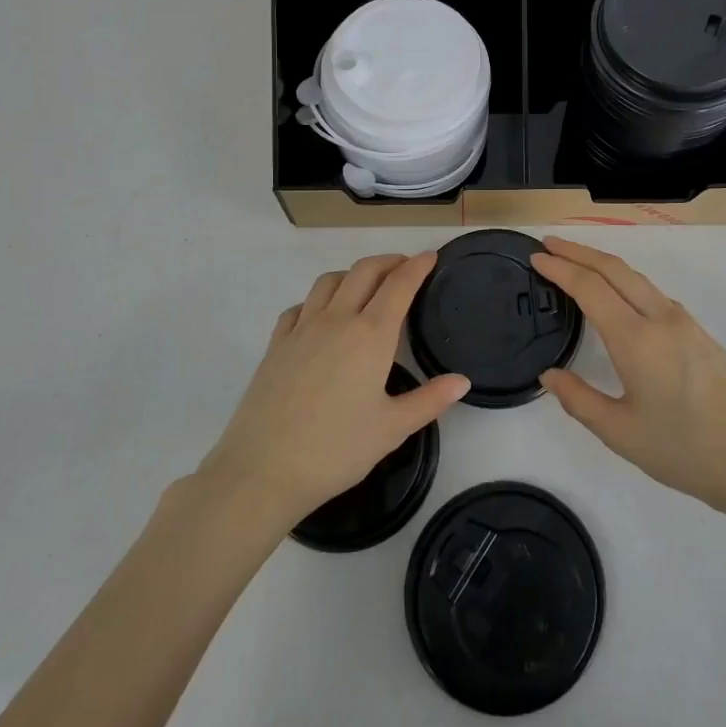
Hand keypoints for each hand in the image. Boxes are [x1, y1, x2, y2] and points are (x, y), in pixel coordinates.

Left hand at [199, 253, 469, 527]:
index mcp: (370, 335)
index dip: (417, 266)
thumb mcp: (392, 429)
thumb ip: (430, 400)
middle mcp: (337, 320)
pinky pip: (299, 306)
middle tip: (405, 266)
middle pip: (364, 271)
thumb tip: (463, 381)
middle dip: (388, 261)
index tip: (430, 256)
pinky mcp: (276, 344)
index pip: (399, 285)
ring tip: (365, 285)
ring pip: (329, 281)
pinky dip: (317, 300)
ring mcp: (301, 329)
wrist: (262, 470)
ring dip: (353, 274)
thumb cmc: (336, 450)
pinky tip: (320, 316)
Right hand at [533, 238, 725, 519]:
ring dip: (604, 264)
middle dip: (580, 251)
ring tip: (577, 264)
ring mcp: (685, 323)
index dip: (560, 268)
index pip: (591, 288)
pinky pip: (654, 294)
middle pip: (615, 269)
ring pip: (637, 279)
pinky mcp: (700, 334)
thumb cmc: (684, 451)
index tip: (536, 257)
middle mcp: (661, 319)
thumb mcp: (621, 433)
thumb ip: (579, 400)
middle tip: (550, 244)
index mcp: (637, 339)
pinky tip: (619, 297)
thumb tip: (550, 375)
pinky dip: (626, 282)